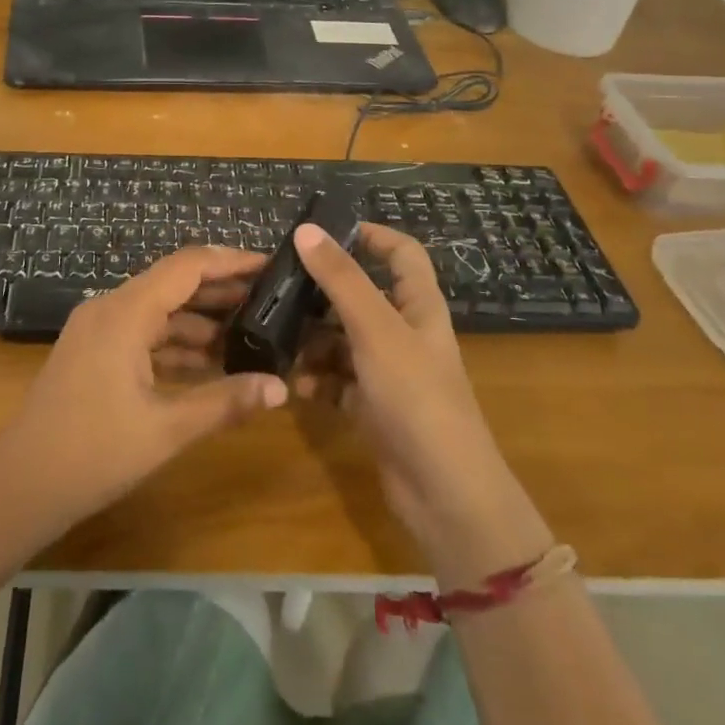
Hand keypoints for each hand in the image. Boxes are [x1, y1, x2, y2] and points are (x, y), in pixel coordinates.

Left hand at [0, 247, 289, 538]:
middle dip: (221, 291)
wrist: (19, 487)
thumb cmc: (93, 453)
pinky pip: (143, 334)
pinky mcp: (93, 353)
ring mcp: (98, 330)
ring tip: (250, 334)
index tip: (271, 265)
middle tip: (270, 301)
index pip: (188, 266)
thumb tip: (280, 387)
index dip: (231, 261)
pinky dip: (175, 343)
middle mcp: (110, 308)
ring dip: (200, 321)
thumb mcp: (166, 429)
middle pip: (174, 284)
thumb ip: (225, 402)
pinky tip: (209, 363)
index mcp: (125, 312)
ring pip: (159, 311)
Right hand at [292, 222, 552, 585]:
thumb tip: (307, 229)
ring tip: (279, 343)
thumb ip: (341, 279)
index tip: (324, 233)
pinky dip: (319, 380)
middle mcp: (405, 334)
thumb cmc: (416, 397)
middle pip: (362, 297)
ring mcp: (390, 373)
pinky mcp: (375, 408)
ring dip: (313, 341)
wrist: (445, 495)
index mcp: (419, 306)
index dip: (370, 236)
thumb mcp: (376, 330)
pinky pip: (339, 382)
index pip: (402, 254)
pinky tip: (297, 387)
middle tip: (279, 291)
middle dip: (322, 294)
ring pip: (344, 340)